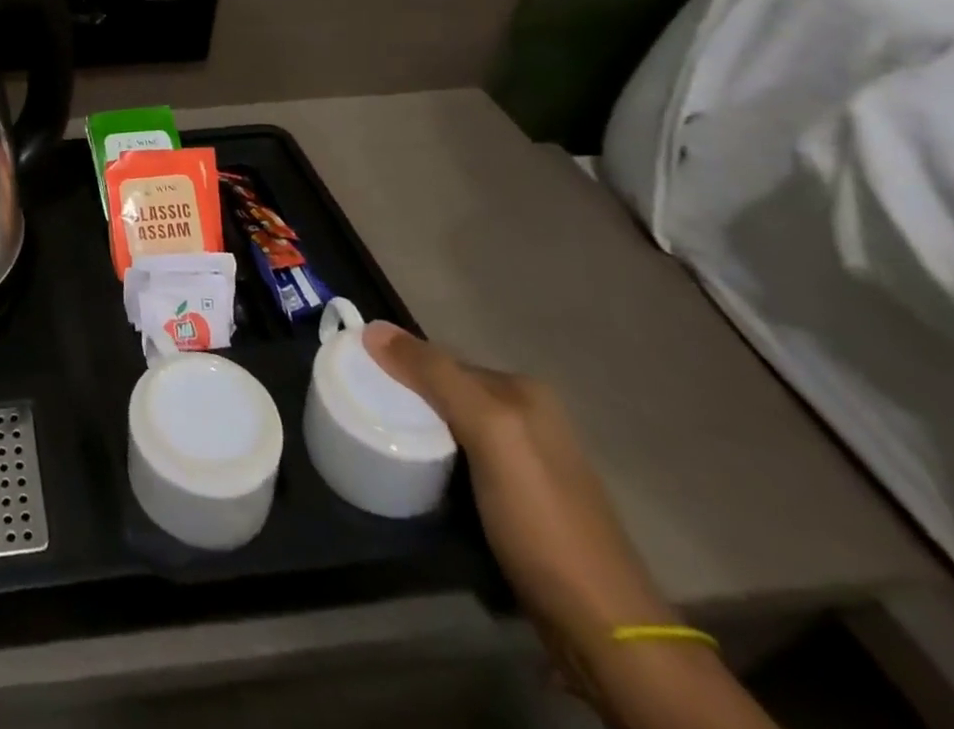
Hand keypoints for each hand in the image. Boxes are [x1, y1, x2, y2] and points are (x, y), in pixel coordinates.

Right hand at [364, 324, 775, 728]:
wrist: (600, 625)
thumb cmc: (540, 519)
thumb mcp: (487, 432)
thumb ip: (434, 376)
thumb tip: (372, 328)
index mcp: (523, 391)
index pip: (441, 359)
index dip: (398, 363)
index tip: (353, 375)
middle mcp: (529, 416)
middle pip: (447, 390)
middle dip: (406, 395)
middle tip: (360, 408)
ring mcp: (527, 460)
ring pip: (453, 425)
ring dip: (418, 428)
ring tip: (378, 438)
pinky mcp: (519, 499)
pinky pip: (462, 458)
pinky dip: (436, 458)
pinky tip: (417, 472)